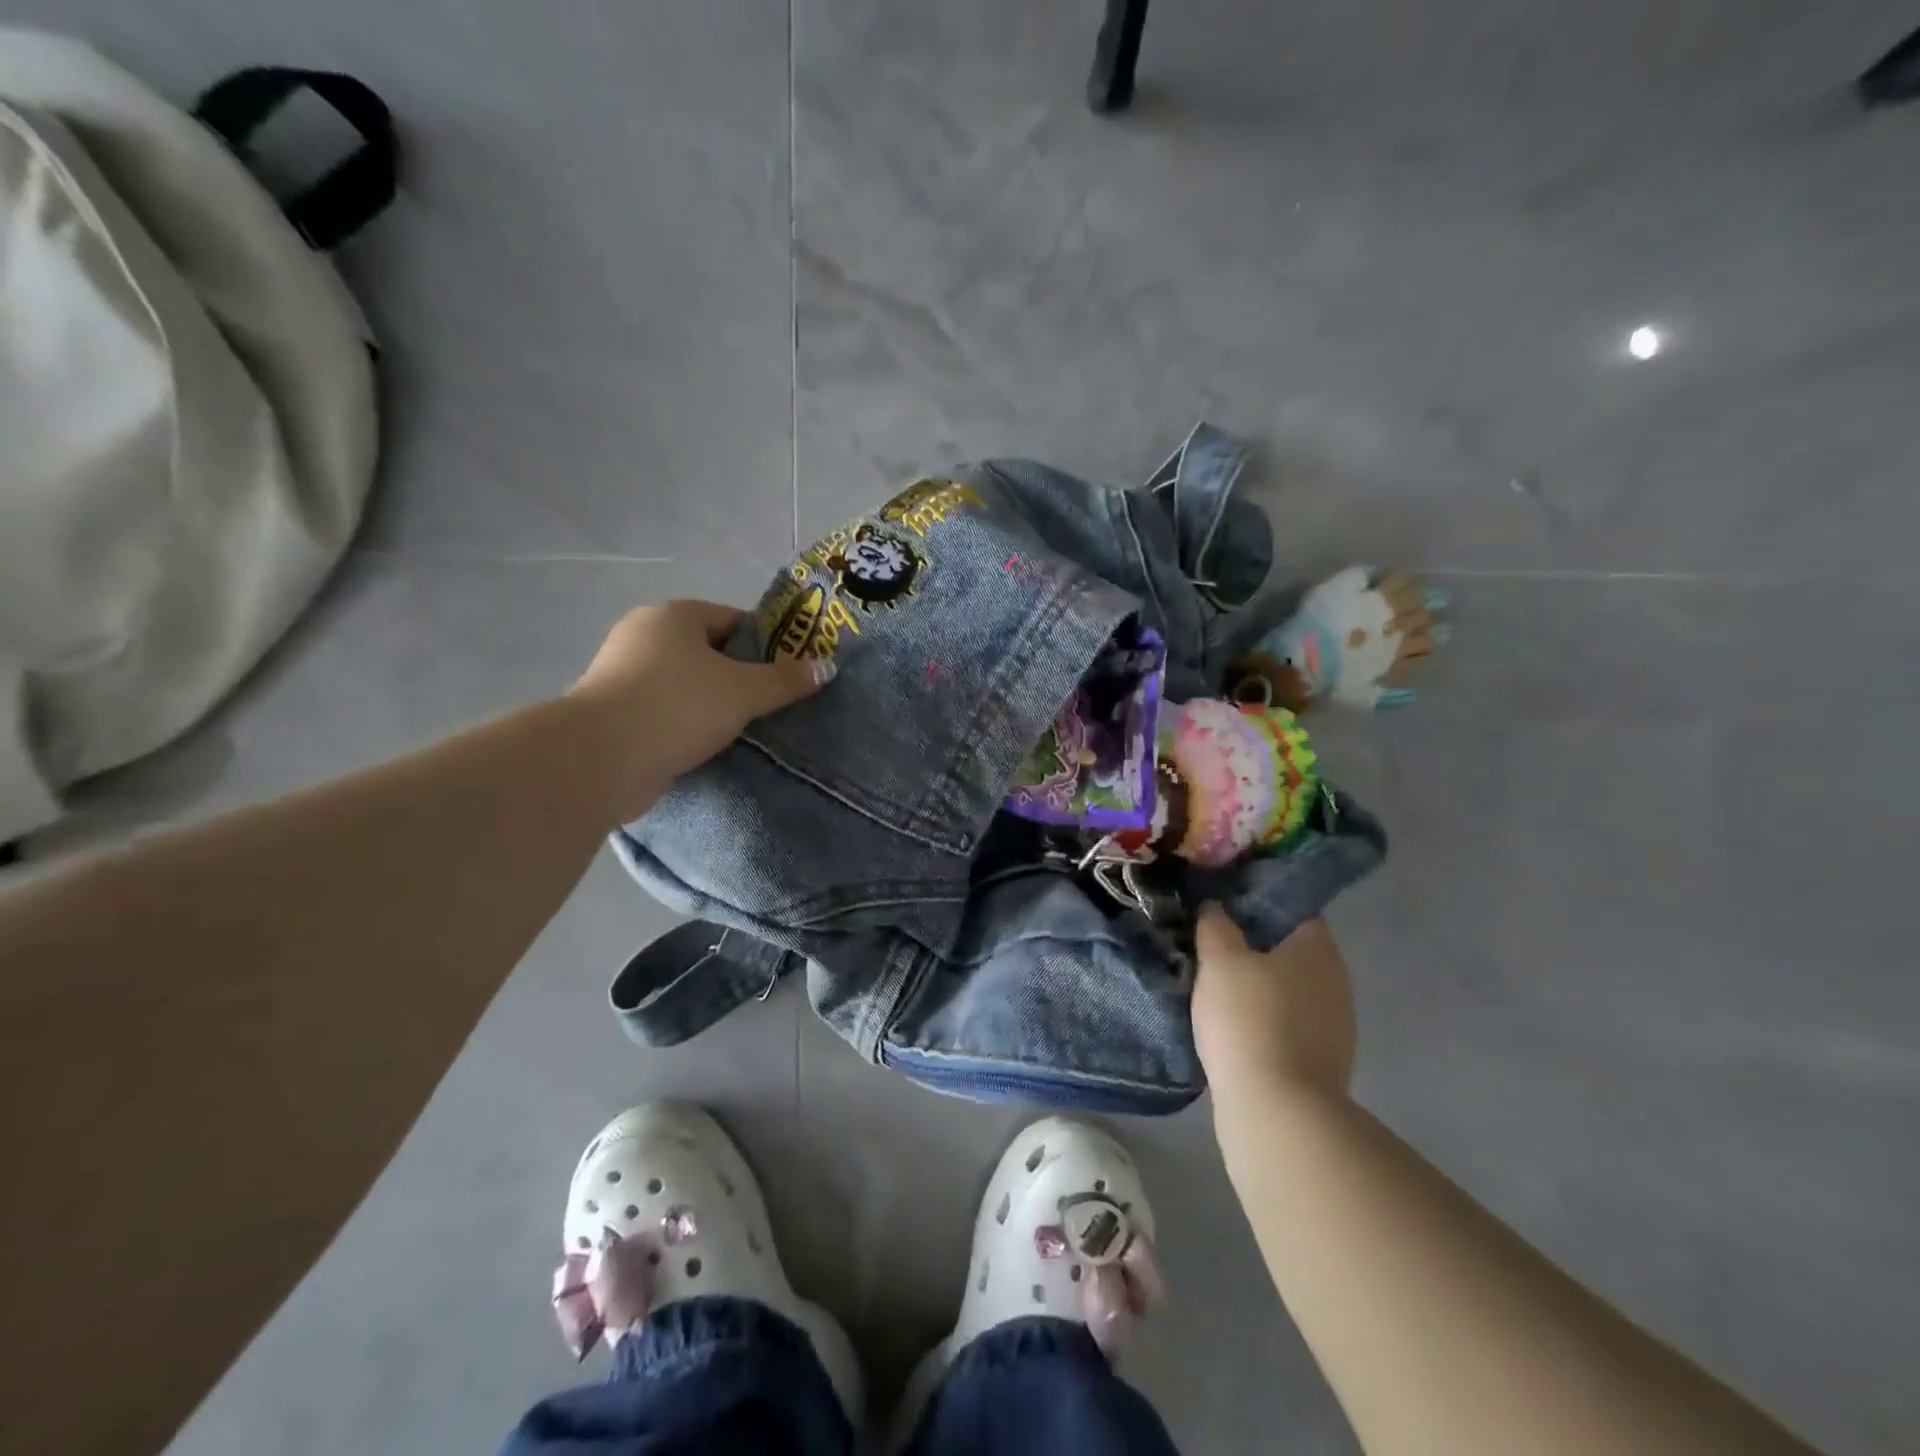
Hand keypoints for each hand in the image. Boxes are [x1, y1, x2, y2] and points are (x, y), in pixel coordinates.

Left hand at [567, 600, 831, 819]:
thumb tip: (827, 667)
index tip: (786, 673)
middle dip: (739, 676)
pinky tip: (707, 746)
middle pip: (707, 651)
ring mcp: (622, 673)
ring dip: (711, 703)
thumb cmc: (678, 707)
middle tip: (770, 704)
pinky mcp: (613, 712)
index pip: (732, 619)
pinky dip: (686, 724)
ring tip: (744, 729)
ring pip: (685, 684)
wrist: (601, 759)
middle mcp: (643, 635)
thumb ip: (785, 680)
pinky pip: (664, 710)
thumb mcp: (743, 692)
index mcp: (674, 616)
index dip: (765, 643)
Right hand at [1193, 905, 1356, 1100]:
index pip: (1291, 907)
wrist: (1277, 1111)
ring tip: (1217, 985)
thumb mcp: (1219, 960)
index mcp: (1317, 948)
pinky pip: (1289, 1023)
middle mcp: (1336, 980)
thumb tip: (1215, 907)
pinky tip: (1234, 1026)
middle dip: (1254, 945)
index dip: (1255, 901)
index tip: (1221, 906)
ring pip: (1290, 988)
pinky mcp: (1324, 1061)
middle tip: (1212, 944)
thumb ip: (1215, 925)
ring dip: (1259, 984)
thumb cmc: (1248, 1020)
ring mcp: (1336, 1024)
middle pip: (1290, 948)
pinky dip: (1265, 1018)